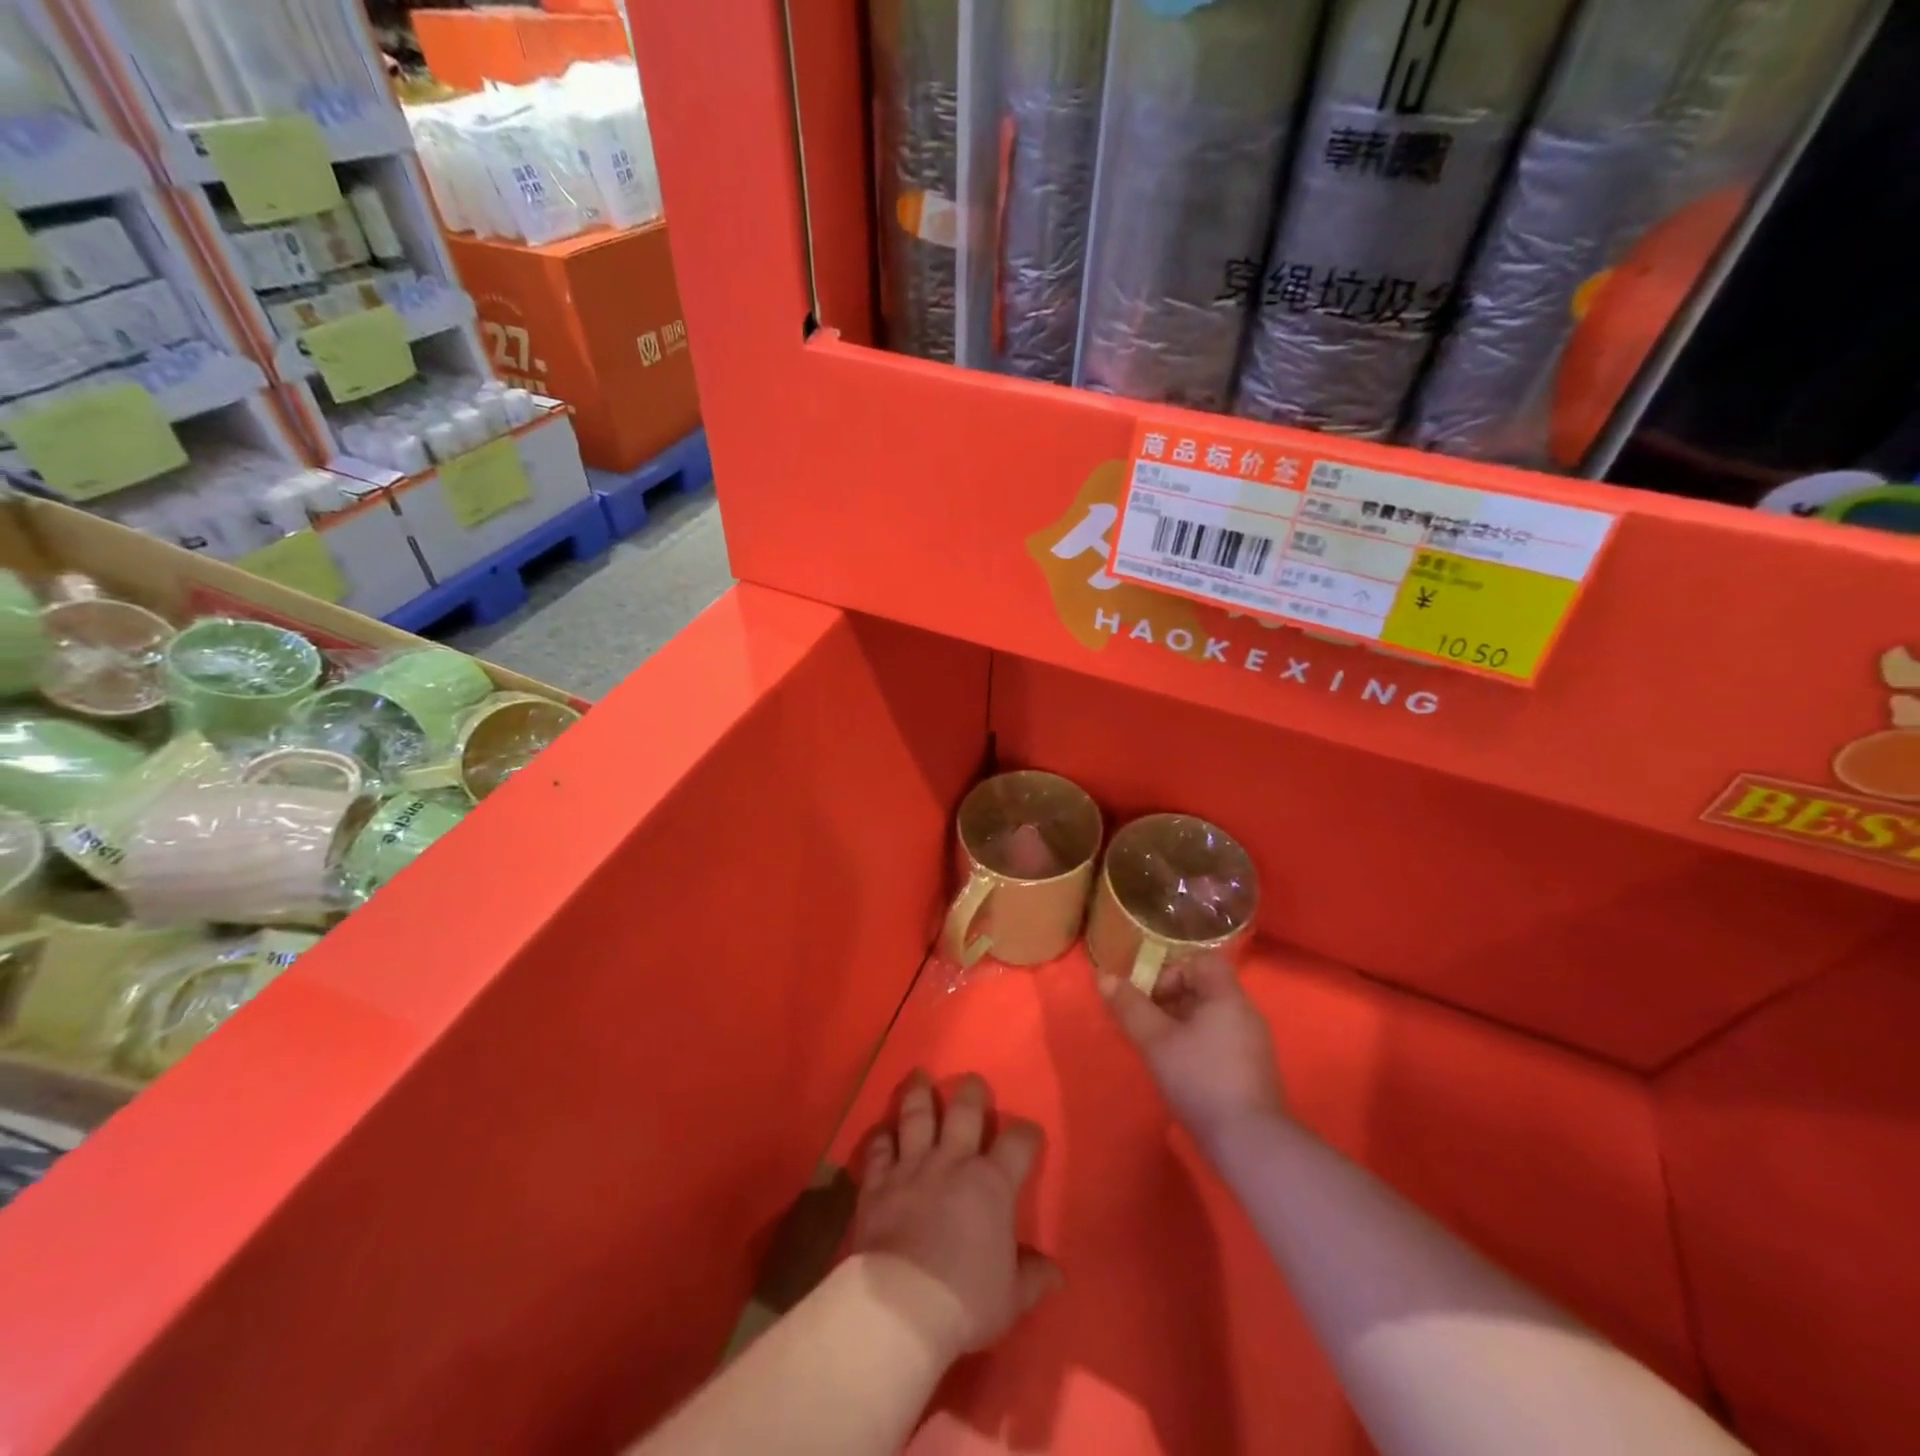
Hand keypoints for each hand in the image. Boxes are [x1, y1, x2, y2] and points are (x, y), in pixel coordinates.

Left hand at [850, 1072, 1061, 1364]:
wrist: (902, 1305)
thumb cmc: (965, 1300)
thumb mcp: (1011, 1298)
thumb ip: (1033, 1278)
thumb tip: (1056, 1274)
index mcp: (991, 1184)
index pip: (1018, 1143)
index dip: (1027, 1134)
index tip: (1030, 1134)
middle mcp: (952, 1162)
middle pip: (964, 1112)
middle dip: (971, 1093)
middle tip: (972, 1082)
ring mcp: (912, 1167)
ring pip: (917, 1117)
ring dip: (920, 1095)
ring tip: (921, 1077)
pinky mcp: (878, 1182)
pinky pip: (879, 1149)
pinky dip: (881, 1138)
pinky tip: (883, 1131)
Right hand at [1097, 955, 1285, 1148]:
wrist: (1250, 1142)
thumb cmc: (1200, 1079)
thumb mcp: (1156, 1041)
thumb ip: (1130, 1006)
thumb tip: (1104, 976)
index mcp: (1227, 997)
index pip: (1202, 961)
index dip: (1172, 970)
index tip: (1150, 997)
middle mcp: (1246, 1013)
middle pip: (1204, 988)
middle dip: (1171, 1000)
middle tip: (1147, 1023)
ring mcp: (1254, 1044)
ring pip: (1211, 1017)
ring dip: (1181, 1024)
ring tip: (1159, 1048)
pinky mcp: (1254, 1070)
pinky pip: (1221, 1040)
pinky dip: (1198, 1044)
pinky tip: (1182, 1071)